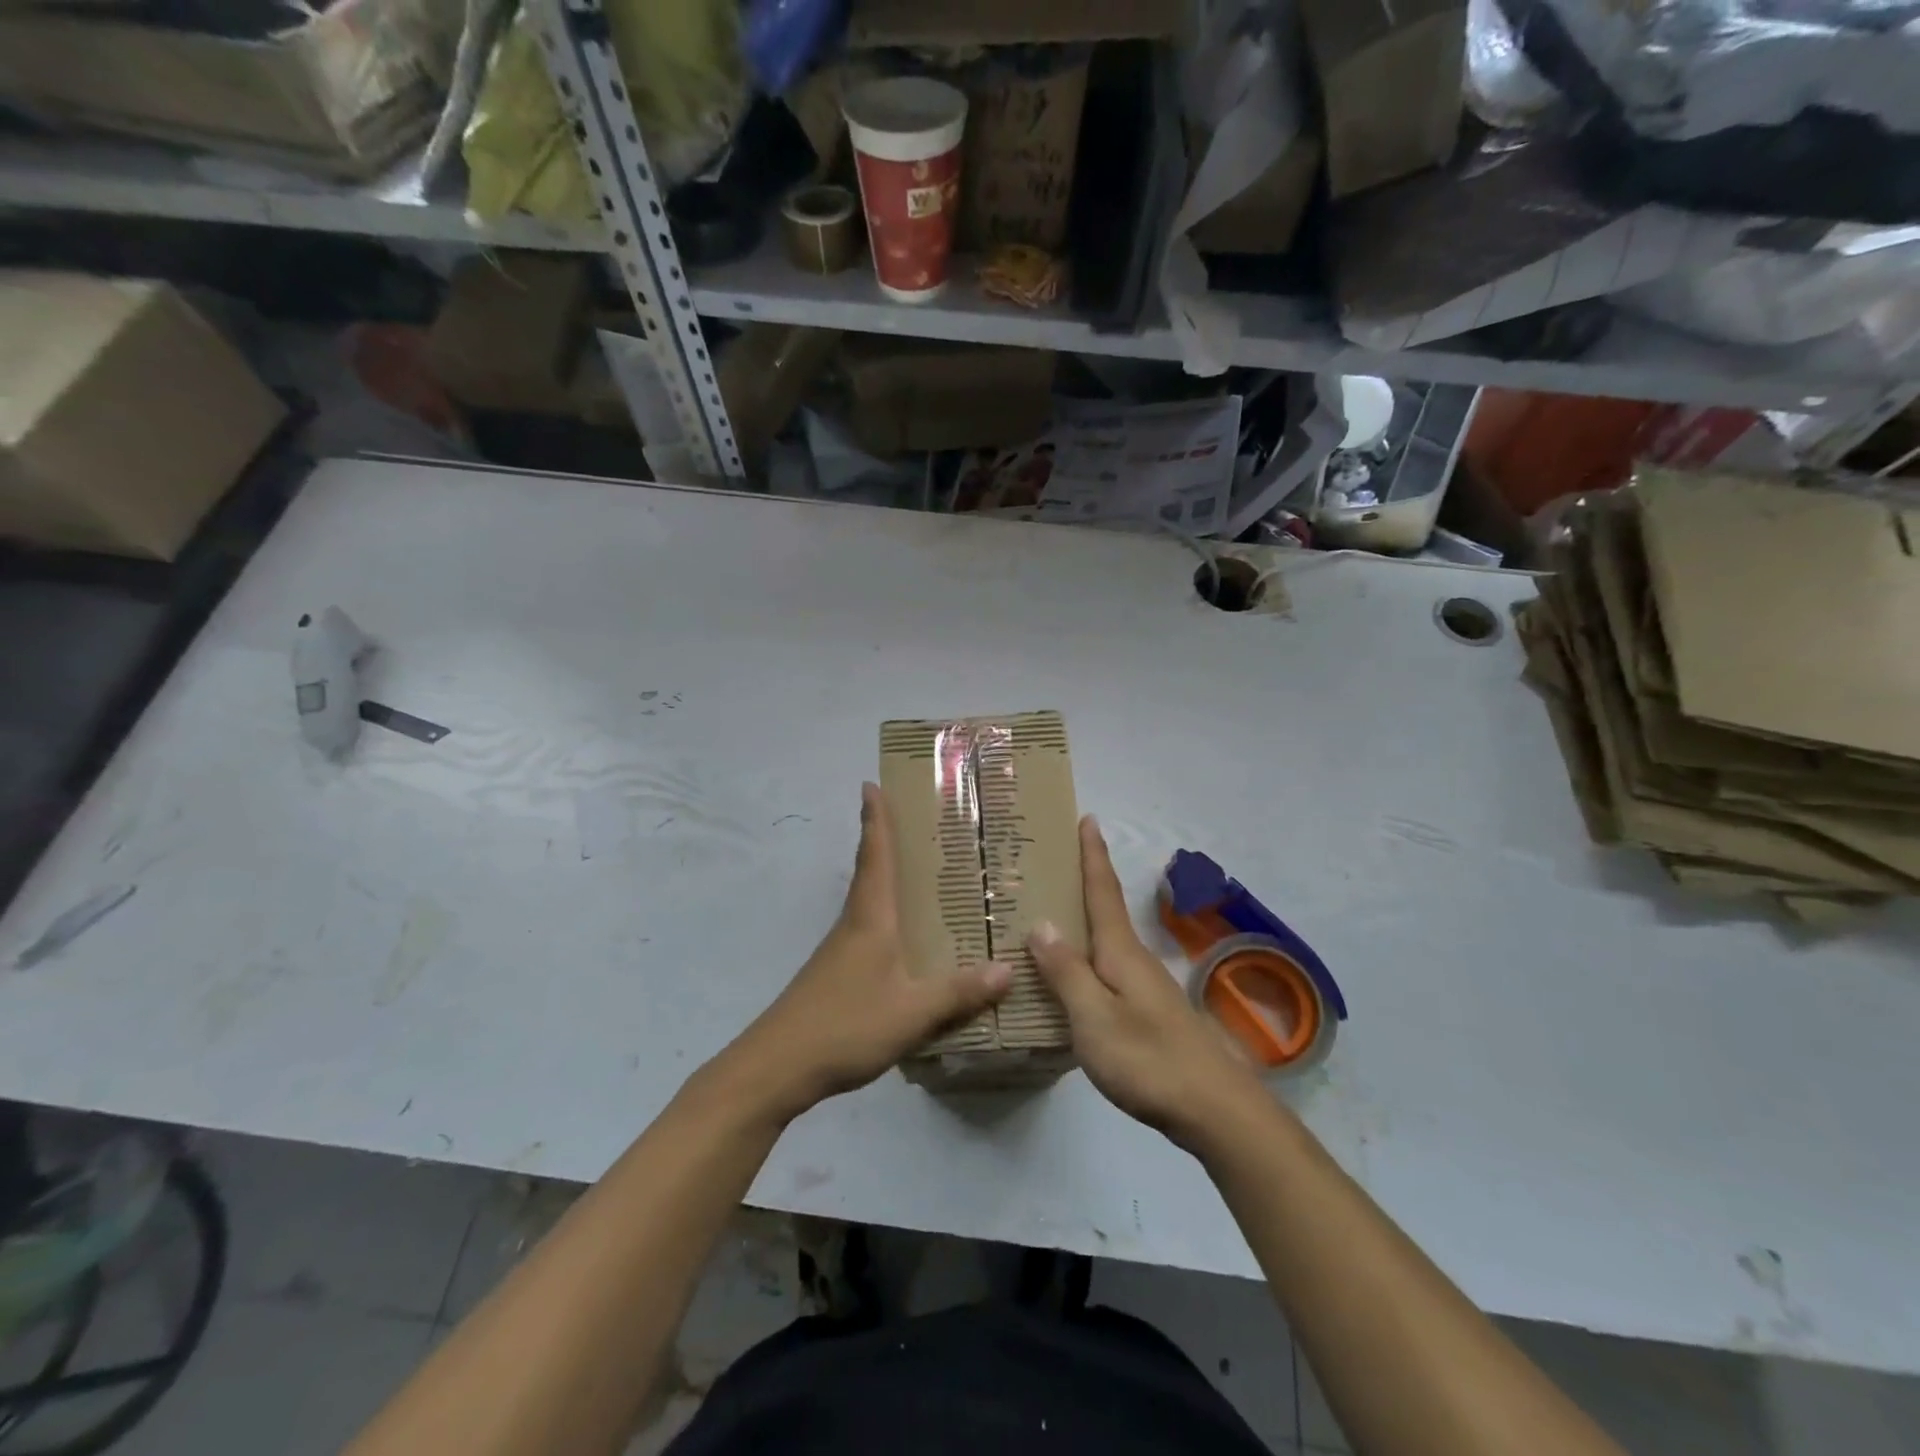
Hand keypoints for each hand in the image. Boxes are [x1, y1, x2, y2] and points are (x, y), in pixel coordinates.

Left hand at [720, 783, 1012, 1121]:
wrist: (777, 1066)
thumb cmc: (845, 1024)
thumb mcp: (912, 1011)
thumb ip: (959, 992)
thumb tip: (1009, 968)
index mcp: (871, 918)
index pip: (874, 855)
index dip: (874, 819)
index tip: (870, 783)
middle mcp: (855, 924)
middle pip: (871, 871)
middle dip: (886, 841)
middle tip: (918, 822)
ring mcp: (842, 950)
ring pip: (870, 902)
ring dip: (889, 879)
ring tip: (926, 875)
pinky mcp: (837, 975)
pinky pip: (871, 932)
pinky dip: (890, 919)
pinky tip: (910, 940)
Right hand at [1028, 817, 1263, 1149]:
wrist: (1214, 1109)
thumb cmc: (1148, 1058)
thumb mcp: (1095, 1017)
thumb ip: (1066, 972)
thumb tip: (1042, 923)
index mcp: (1120, 952)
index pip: (1102, 891)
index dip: (1093, 855)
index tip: (1087, 818)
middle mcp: (1134, 959)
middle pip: (1105, 910)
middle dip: (1085, 879)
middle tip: (1053, 859)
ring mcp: (1144, 986)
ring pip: (1106, 941)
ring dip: (1084, 918)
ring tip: (1051, 911)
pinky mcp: (1148, 1011)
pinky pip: (1108, 969)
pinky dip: (1087, 956)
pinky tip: (1072, 974)